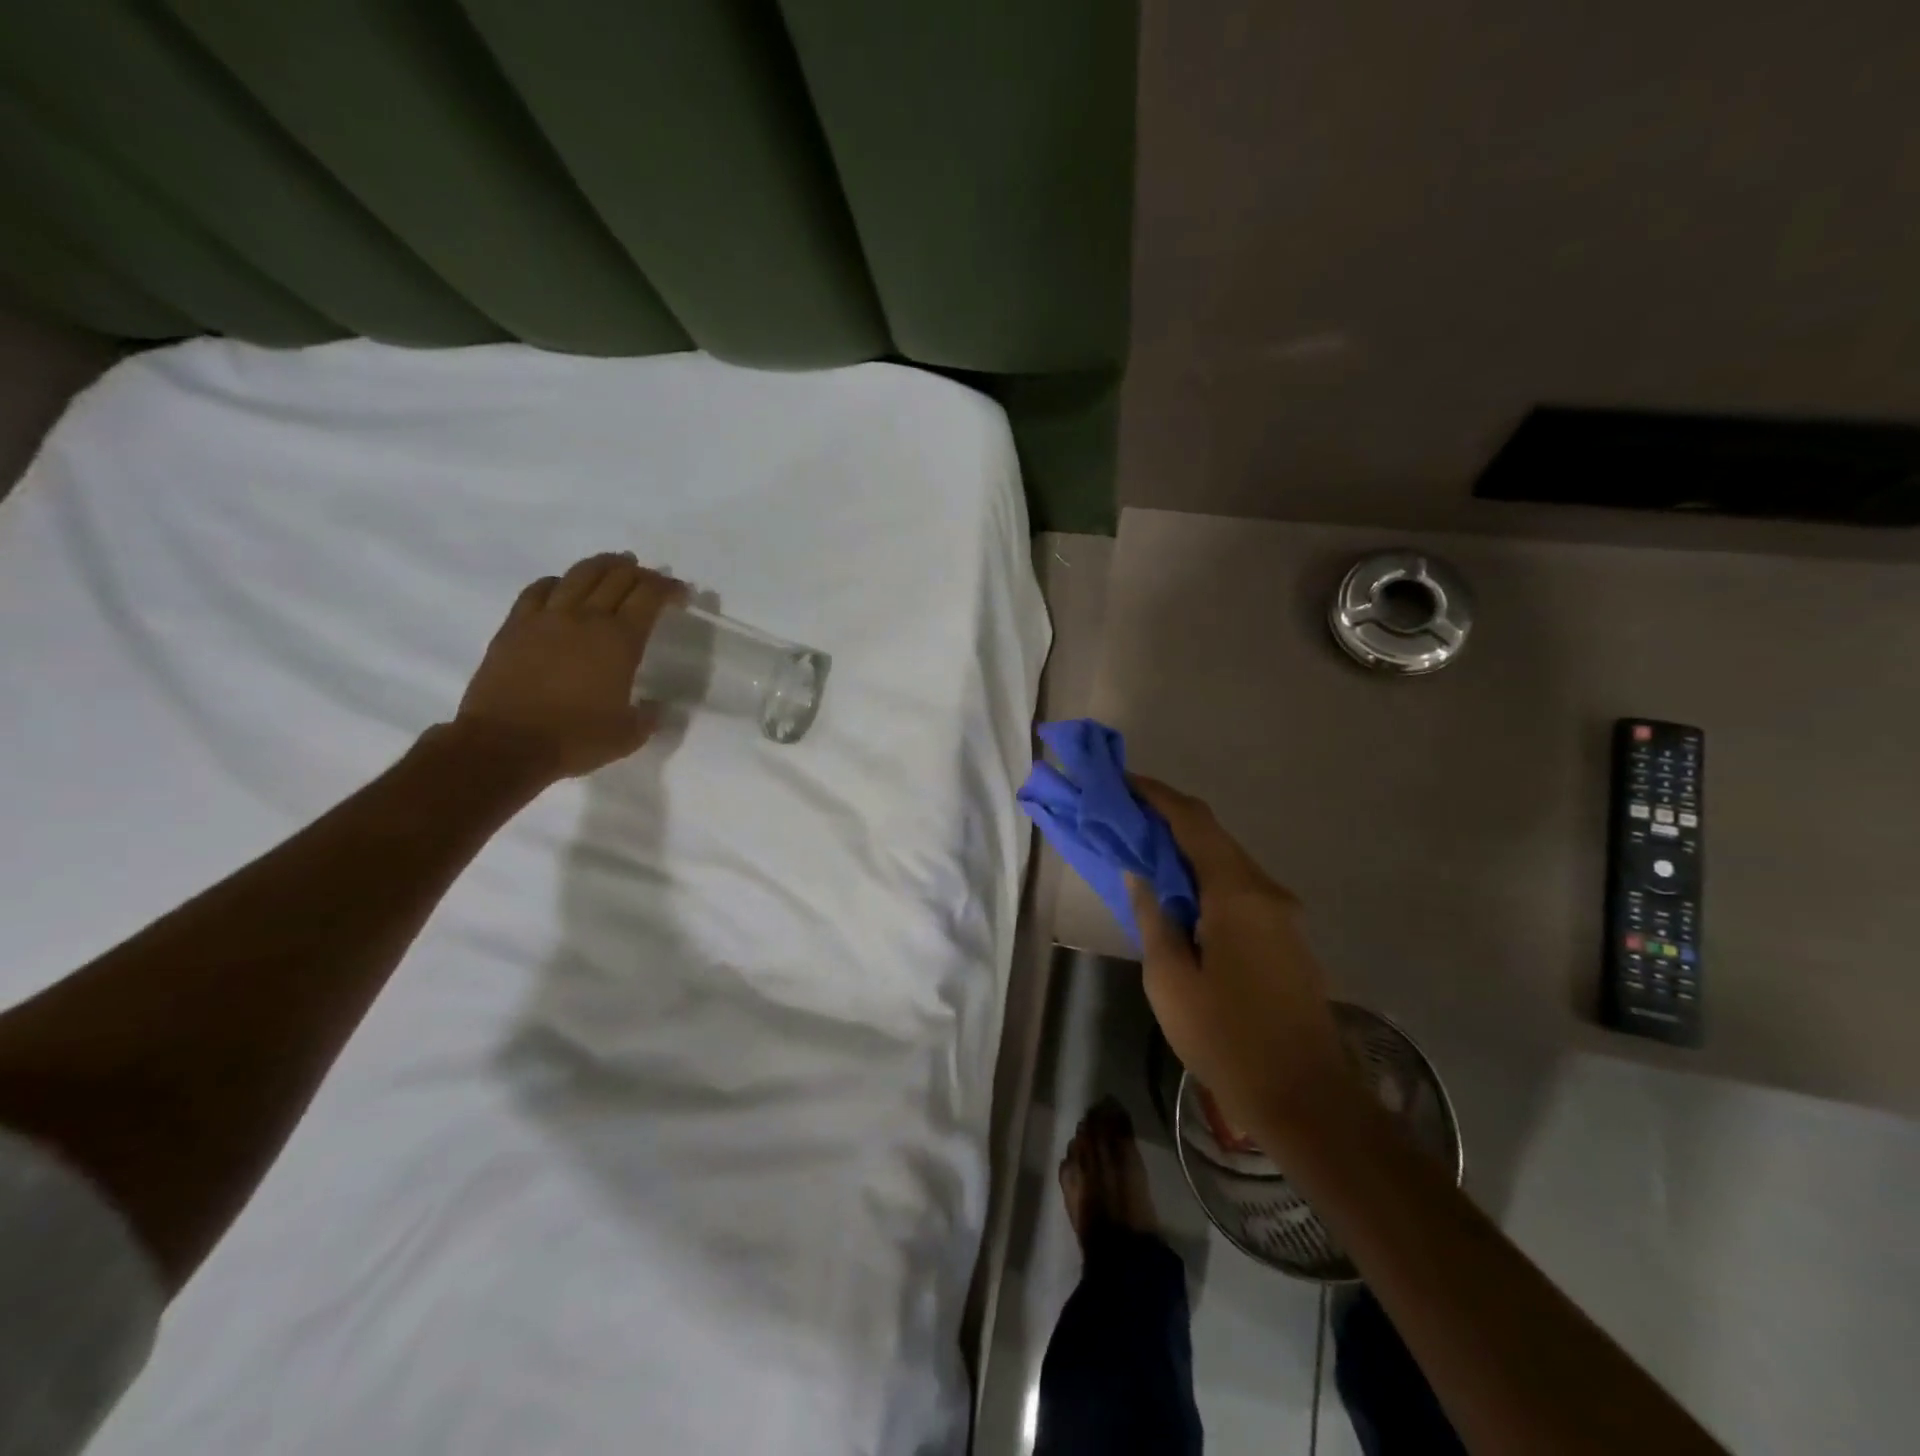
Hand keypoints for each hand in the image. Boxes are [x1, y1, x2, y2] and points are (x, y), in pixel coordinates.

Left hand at [454, 552, 685, 780]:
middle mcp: (586, 618)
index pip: (650, 597)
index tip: (681, 593)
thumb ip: (649, 716)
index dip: (669, 588)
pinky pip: (539, 589)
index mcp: (620, 641)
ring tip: (615, 564)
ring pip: (579, 574)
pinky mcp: (515, 625)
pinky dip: (558, 581)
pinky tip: (562, 585)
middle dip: (641, 573)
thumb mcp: (628, 736)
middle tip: (651, 580)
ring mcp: (547, 617)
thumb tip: (657, 706)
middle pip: (617, 577)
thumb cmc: (574, 739)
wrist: (505, 744)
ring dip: (603, 565)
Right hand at [1128, 777, 1349, 1141]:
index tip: (1123, 782)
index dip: (1157, 796)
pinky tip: (1181, 896)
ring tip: (1144, 852)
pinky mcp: (1287, 938)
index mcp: (1237, 894)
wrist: (1306, 1099)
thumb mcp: (1169, 980)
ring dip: (1187, 850)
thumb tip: (1142, 875)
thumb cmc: (1227, 1039)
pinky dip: (1206, 878)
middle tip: (1125, 816)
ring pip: (1228, 862)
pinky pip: (1240, 889)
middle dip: (1168, 819)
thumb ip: (1153, 918)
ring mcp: (1283, 915)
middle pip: (1213, 837)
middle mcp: (1266, 891)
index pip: (1193, 823)